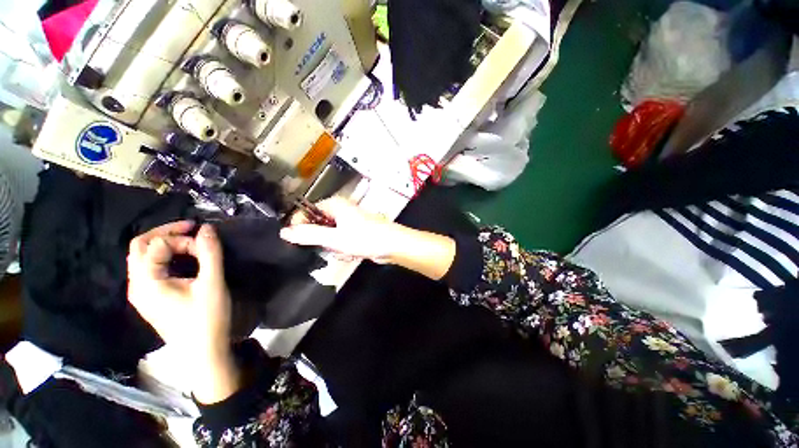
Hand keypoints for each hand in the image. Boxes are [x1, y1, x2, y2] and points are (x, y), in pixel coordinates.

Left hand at [127, 222, 237, 402]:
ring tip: (190, 242)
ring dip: (165, 244)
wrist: (203, 352)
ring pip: (143, 256)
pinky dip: (165, 256)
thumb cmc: (206, 318)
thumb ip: (210, 254)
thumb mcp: (212, 283)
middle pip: (139, 246)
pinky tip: (183, 259)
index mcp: (146, 282)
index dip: (181, 239)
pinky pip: (151, 267)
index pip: (155, 245)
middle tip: (191, 229)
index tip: (205, 244)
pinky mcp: (151, 297)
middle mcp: (136, 285)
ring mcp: (141, 292)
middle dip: (165, 233)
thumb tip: (208, 228)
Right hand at [279, 197, 401, 262]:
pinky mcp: (354, 232)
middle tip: (333, 247)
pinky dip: (344, 249)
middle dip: (324, 241)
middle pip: (318, 226)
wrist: (392, 244)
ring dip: (335, 247)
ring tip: (347, 250)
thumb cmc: (365, 238)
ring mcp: (348, 222)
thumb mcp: (334, 238)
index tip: (297, 241)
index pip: (307, 212)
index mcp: (334, 205)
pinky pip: (340, 242)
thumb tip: (284, 232)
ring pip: (329, 237)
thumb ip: (309, 235)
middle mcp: (340, 211)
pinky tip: (353, 252)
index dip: (300, 226)